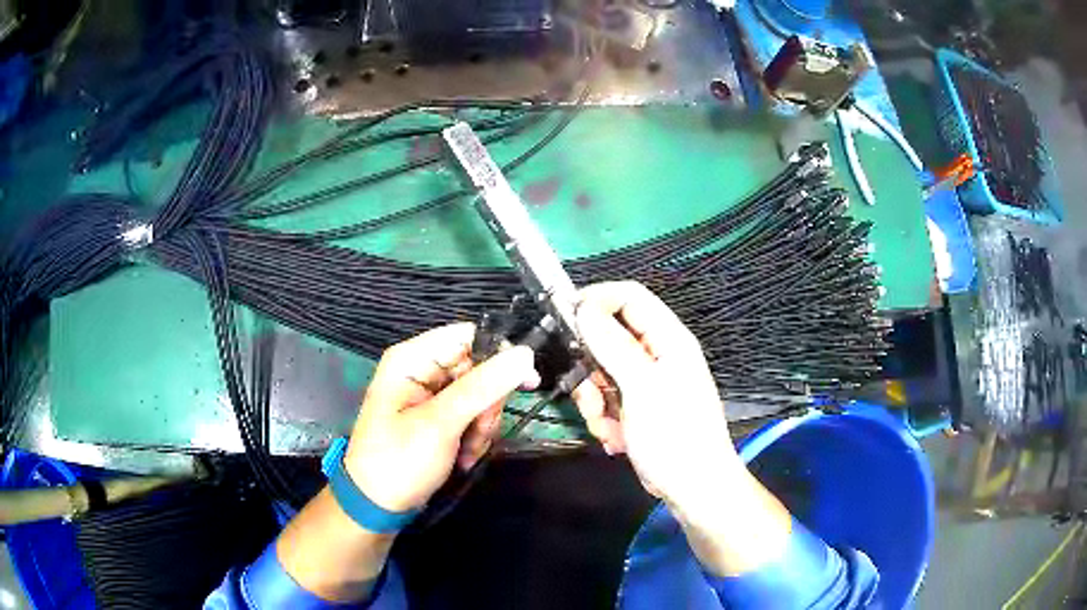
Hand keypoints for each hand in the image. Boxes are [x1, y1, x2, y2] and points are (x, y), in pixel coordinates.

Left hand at [345, 322, 537, 512]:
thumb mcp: (440, 424)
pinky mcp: (438, 417)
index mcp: (412, 359)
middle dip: (486, 404)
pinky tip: (465, 456)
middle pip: (478, 368)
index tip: (526, 381)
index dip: (499, 354)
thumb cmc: (399, 461)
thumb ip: (482, 387)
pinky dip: (475, 436)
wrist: (378, 505)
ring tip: (468, 451)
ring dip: (482, 425)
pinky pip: (472, 415)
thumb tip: (525, 353)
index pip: (467, 336)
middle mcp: (422, 370)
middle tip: (479, 431)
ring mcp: (431, 395)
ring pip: (480, 395)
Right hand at [573, 282, 790, 575]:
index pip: (629, 297)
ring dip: (594, 400)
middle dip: (590, 367)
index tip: (564, 318)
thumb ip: (613, 345)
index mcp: (668, 339)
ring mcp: (645, 383)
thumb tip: (583, 308)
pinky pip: (605, 400)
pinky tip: (616, 439)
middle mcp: (656, 355)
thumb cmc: (675, 435)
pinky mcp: (635, 408)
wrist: (692, 489)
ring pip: (600, 373)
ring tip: (607, 424)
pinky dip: (603, 418)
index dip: (596, 300)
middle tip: (589, 393)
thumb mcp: (643, 388)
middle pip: (608, 337)